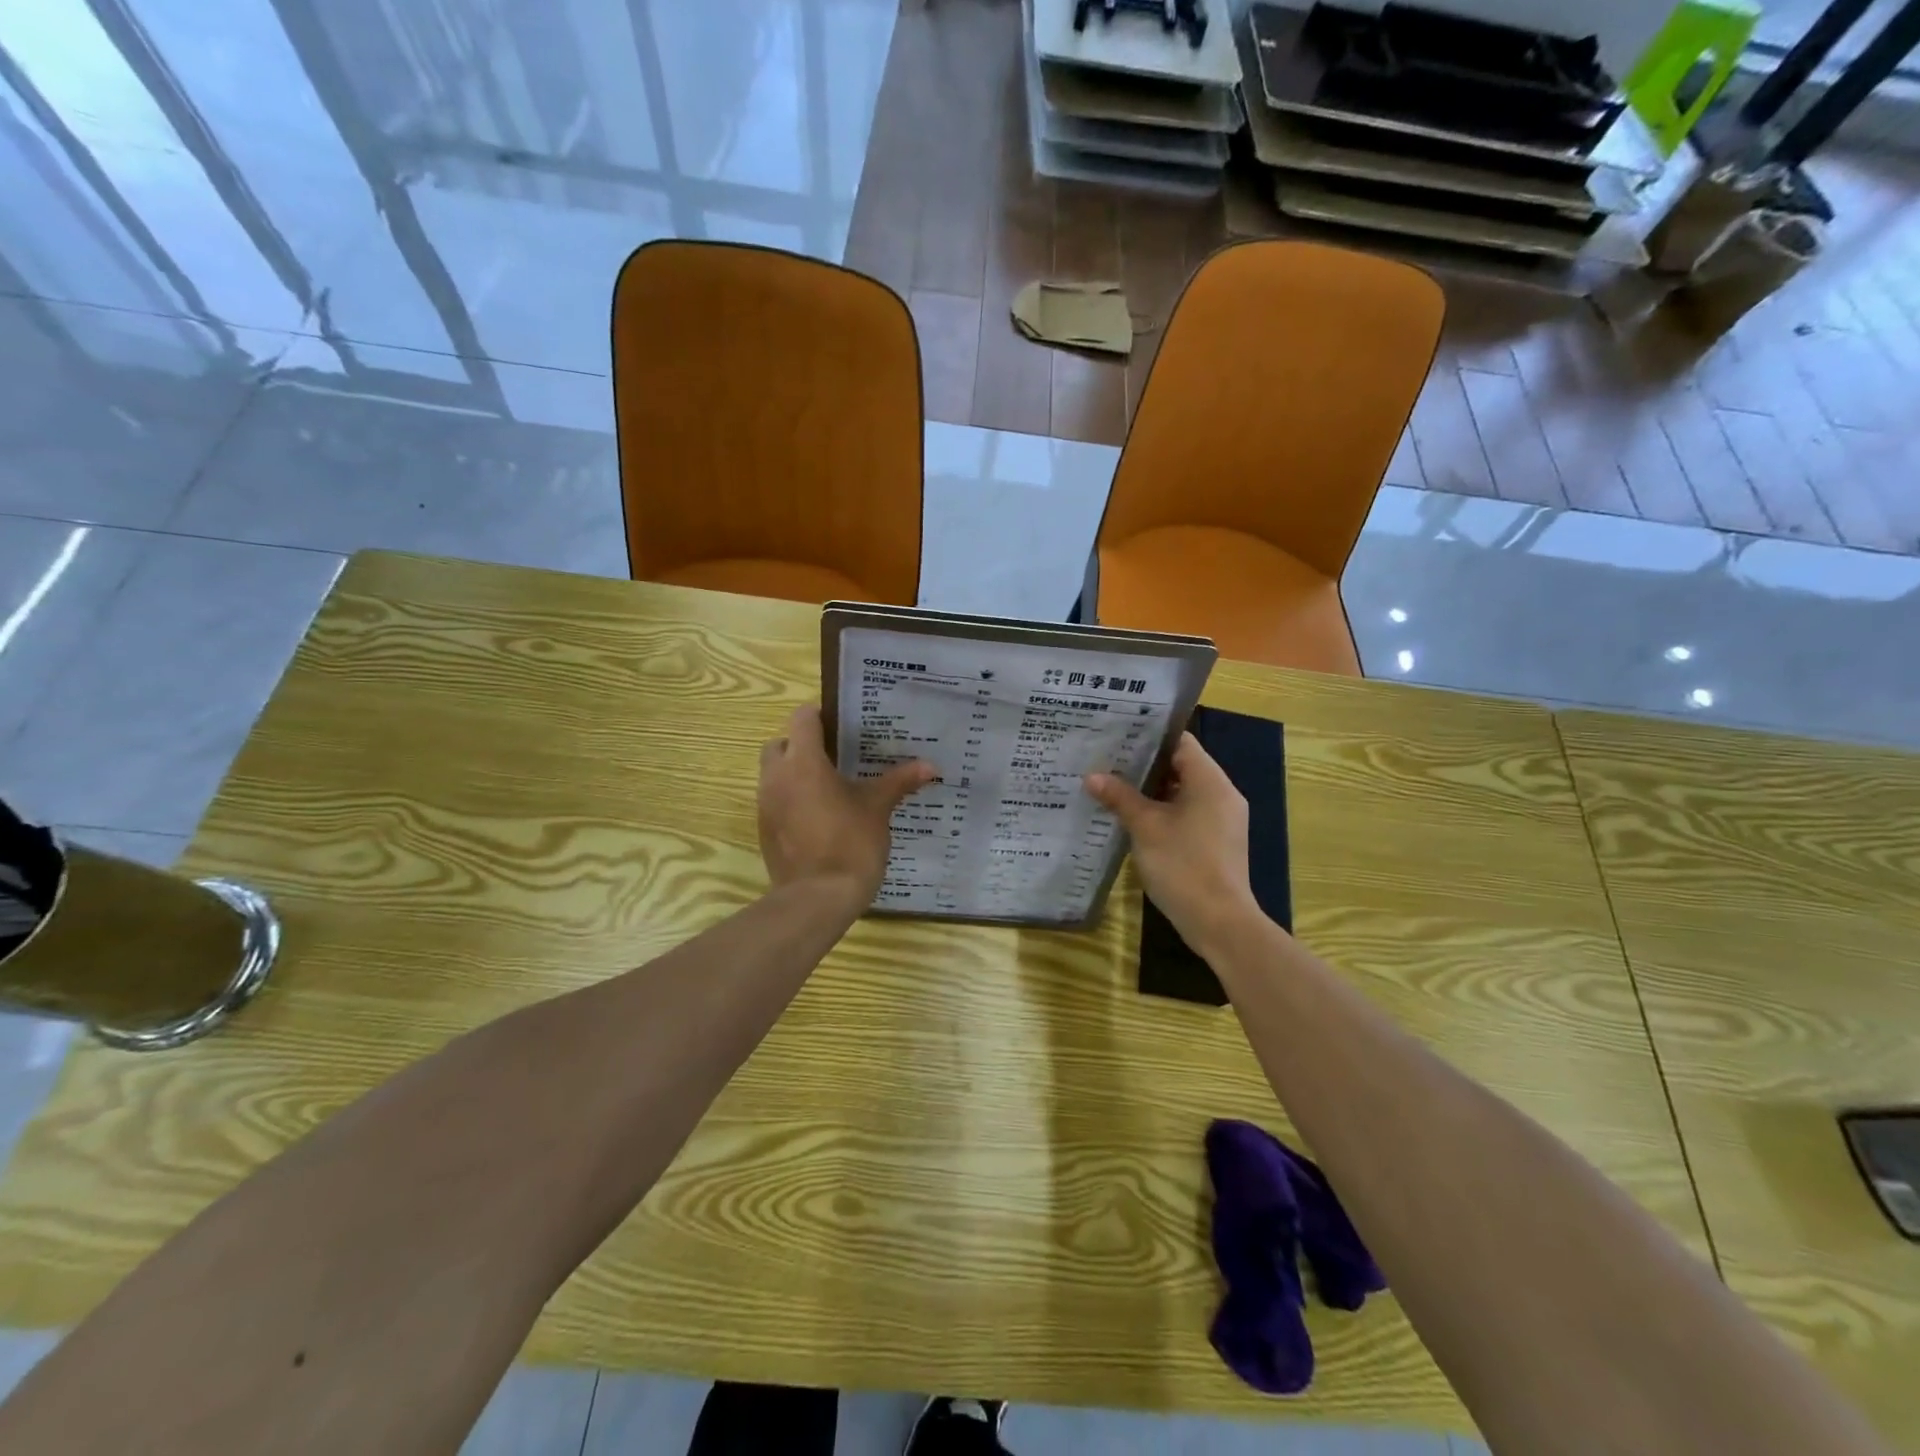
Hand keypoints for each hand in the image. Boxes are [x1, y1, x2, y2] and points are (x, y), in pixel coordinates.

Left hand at [758, 705, 934, 904]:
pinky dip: (792, 800)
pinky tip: (820, 817)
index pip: (802, 718)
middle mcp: (776, 777)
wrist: (817, 899)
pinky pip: (775, 801)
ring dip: (796, 773)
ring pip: (774, 774)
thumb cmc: (850, 844)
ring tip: (831, 786)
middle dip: (803, 744)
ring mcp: (765, 805)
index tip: (844, 724)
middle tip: (835, 756)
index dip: (821, 715)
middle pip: (781, 743)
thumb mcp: (878, 808)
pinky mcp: (764, 830)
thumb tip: (930, 767)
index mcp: (803, 762)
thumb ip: (899, 782)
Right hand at [1085, 733, 1260, 947]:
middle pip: (1182, 766)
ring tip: (1113, 785)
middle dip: (1145, 764)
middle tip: (1107, 759)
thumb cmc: (1183, 865)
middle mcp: (1222, 794)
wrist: (1219, 922)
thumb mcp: (1145, 827)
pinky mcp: (1217, 841)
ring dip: (1152, 790)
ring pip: (1184, 792)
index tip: (1118, 735)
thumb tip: (1092, 776)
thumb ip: (1120, 797)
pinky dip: (1163, 811)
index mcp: (1210, 781)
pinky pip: (1189, 813)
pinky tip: (1133, 818)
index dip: (1150, 736)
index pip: (1181, 742)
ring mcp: (1222, 820)